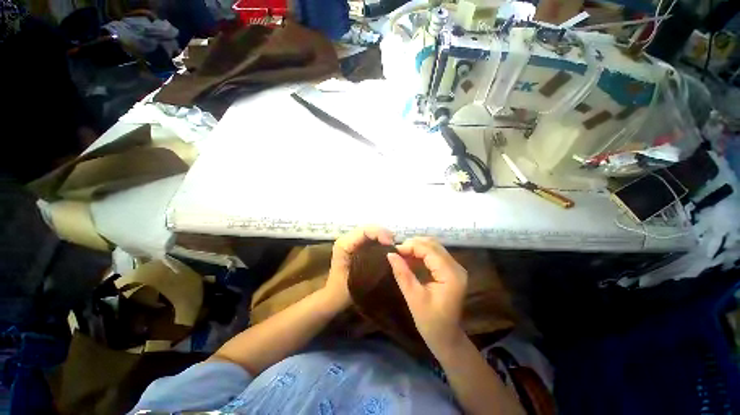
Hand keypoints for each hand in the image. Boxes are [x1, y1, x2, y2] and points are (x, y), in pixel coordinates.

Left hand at [323, 226, 394, 311]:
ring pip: (371, 232)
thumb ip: (373, 265)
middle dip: (384, 234)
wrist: (333, 297)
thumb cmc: (343, 291)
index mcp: (344, 244)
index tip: (391, 244)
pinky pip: (371, 238)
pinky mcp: (356, 245)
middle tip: (395, 246)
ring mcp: (352, 241)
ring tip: (393, 248)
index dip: (380, 233)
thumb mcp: (358, 279)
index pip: (365, 230)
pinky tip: (387, 249)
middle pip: (369, 228)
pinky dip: (381, 241)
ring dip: (383, 237)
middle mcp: (347, 238)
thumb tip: (391, 254)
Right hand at [387, 237, 467, 349]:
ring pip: (434, 247)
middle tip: (396, 252)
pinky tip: (410, 258)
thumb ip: (402, 274)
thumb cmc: (430, 322)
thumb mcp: (414, 298)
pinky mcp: (450, 270)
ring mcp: (455, 268)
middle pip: (433, 245)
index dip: (411, 246)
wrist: (446, 338)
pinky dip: (421, 253)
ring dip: (417, 247)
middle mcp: (456, 267)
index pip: (430, 250)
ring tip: (401, 254)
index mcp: (451, 275)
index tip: (393, 251)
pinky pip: (435, 254)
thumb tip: (390, 254)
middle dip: (413, 244)